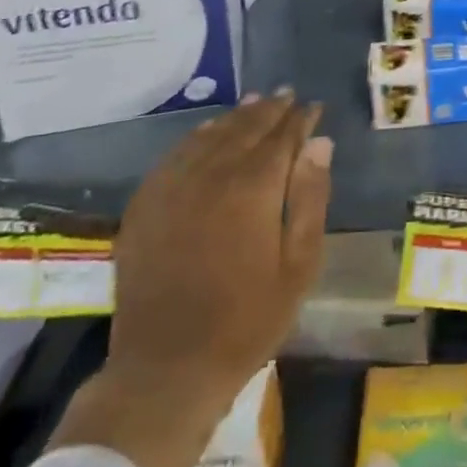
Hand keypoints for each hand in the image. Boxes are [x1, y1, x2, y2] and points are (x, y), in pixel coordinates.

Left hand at [49, 93, 332, 466]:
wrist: (166, 370)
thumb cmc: (247, 321)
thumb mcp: (298, 265)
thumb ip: (311, 198)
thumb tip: (320, 143)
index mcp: (253, 187)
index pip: (283, 136)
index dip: (301, 119)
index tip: (314, 107)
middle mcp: (212, 174)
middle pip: (246, 127)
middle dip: (271, 110)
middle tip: (288, 96)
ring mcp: (173, 187)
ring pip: (211, 134)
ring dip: (237, 116)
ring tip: (256, 103)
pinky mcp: (146, 204)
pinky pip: (177, 154)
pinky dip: (198, 136)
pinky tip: (209, 132)